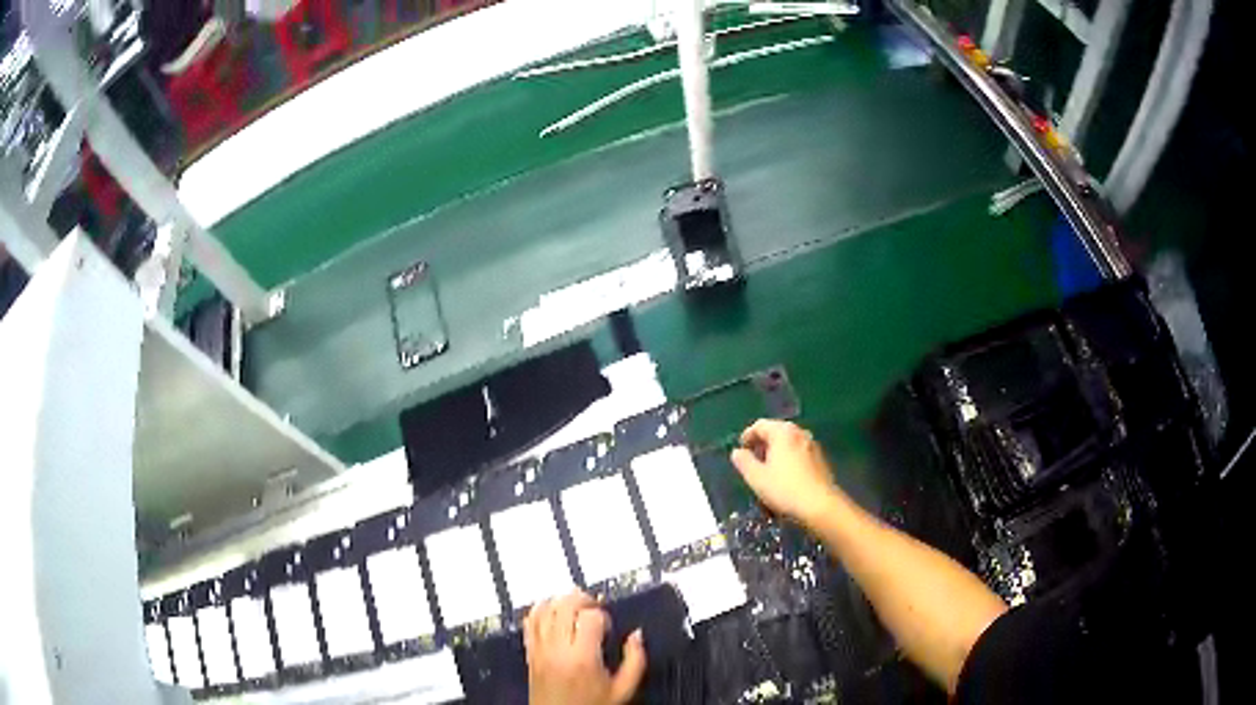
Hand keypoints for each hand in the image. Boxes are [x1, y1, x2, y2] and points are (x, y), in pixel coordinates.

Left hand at [525, 591, 646, 704]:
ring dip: (561, 601)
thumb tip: (636, 636)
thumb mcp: (623, 690)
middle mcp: (557, 649)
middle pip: (564, 605)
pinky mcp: (530, 653)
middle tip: (595, 608)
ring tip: (575, 607)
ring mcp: (540, 650)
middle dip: (582, 600)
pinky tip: (553, 613)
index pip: (591, 617)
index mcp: (583, 658)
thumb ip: (636, 661)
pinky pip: (529, 622)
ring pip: (544, 609)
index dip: (604, 616)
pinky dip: (540, 610)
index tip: (609, 627)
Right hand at [730, 419, 841, 526]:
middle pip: (776, 431)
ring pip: (789, 442)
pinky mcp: (820, 458)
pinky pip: (799, 451)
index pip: (760, 425)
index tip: (741, 450)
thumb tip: (737, 452)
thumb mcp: (757, 478)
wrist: (820, 505)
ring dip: (776, 451)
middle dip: (762, 443)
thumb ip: (744, 462)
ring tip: (768, 469)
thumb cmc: (784, 489)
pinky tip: (785, 475)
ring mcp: (812, 445)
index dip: (747, 436)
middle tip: (753, 459)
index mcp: (783, 432)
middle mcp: (799, 433)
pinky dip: (788, 457)